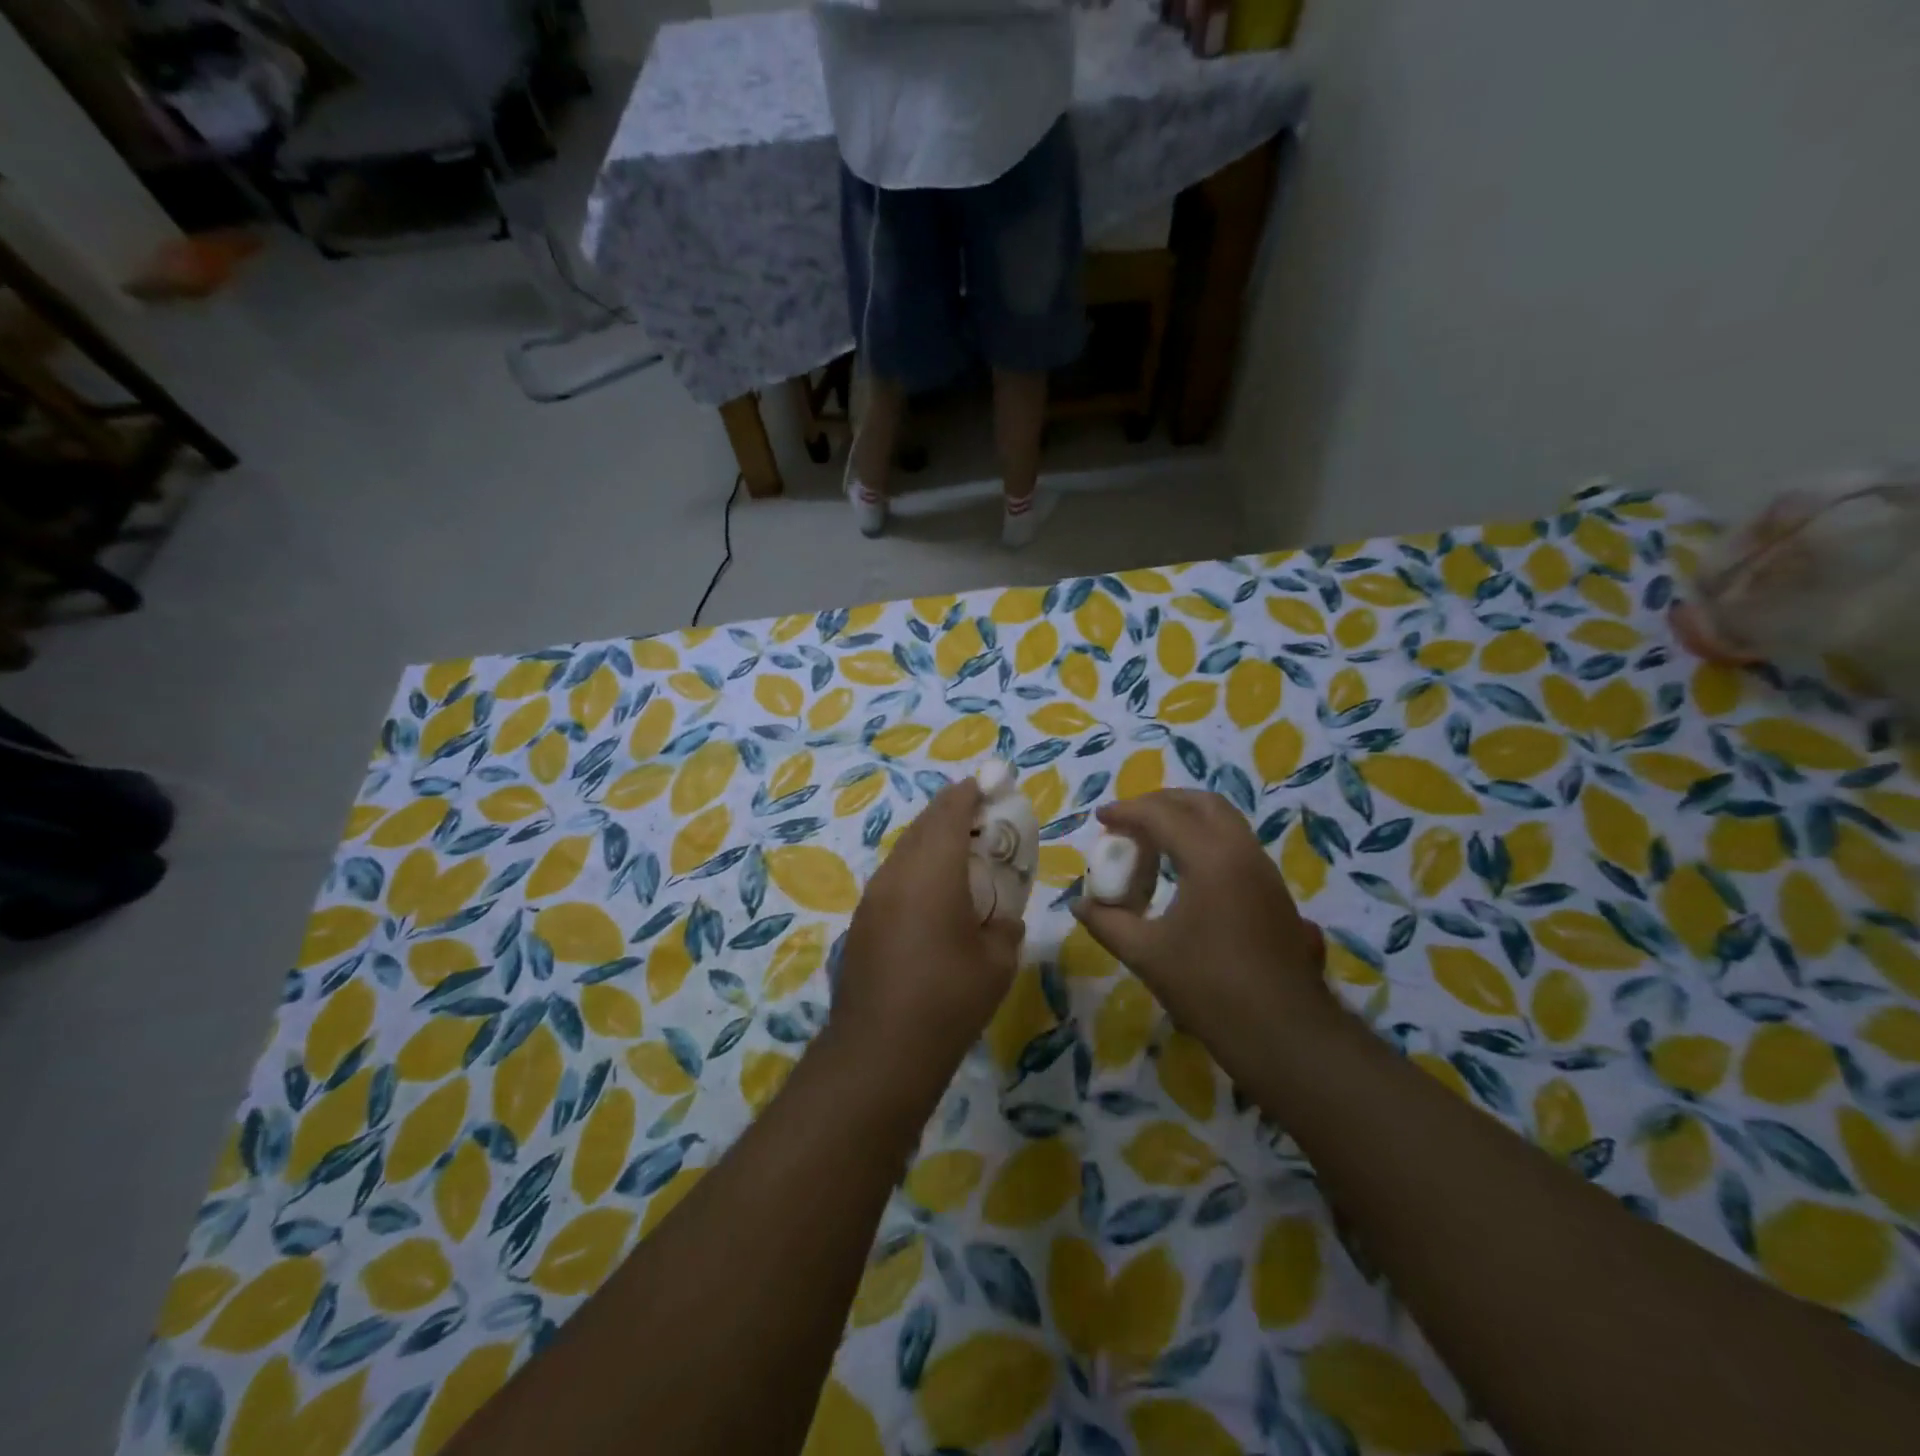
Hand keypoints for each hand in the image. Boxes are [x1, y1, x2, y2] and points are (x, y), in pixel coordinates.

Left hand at [828, 781, 1024, 1097]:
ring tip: (962, 858)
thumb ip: (1006, 925)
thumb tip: (1003, 918)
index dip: (970, 793)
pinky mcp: (862, 920)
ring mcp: (873, 896)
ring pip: (905, 849)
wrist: (880, 1050)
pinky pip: (894, 877)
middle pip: (924, 825)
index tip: (990, 787)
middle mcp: (897, 873)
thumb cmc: (948, 999)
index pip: (950, 811)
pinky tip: (934, 898)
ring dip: (932, 842)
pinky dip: (917, 869)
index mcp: (932, 871)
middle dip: (952, 814)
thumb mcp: (997, 962)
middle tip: (983, 822)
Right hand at [1072, 790, 1331, 1066]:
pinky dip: (1203, 840)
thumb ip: (1107, 922)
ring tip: (1151, 844)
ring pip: (1223, 821)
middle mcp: (1242, 851)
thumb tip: (1080, 904)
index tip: (1100, 819)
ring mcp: (1263, 870)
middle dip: (1160, 804)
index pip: (1162, 815)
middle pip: (1201, 803)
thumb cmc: (1210, 989)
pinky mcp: (1273, 891)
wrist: (1285, 1034)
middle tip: (1129, 822)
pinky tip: (1183, 872)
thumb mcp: (1146, 955)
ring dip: (1185, 820)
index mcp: (1211, 858)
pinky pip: (1234, 844)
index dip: (1127, 812)